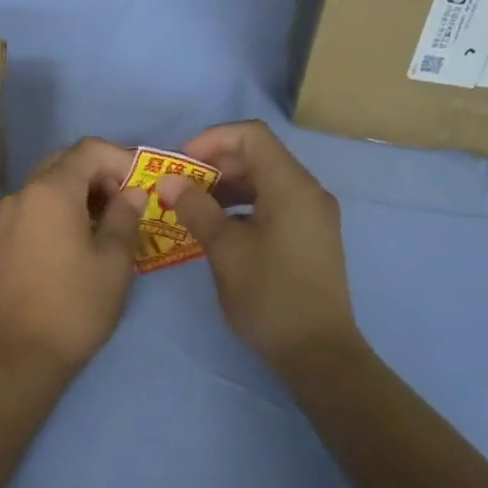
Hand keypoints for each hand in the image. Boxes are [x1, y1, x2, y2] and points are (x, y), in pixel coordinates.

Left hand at [0, 138, 147, 382]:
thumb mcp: (114, 261)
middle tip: (128, 200)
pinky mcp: (5, 237)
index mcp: (51, 190)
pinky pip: (38, 204)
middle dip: (100, 172)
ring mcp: (10, 215)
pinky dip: (63, 206)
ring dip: (82, 189)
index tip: (143, 183)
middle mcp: (24, 193)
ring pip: (50, 182)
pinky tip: (83, 235)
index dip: (121, 158)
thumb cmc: (76, 305)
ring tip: (110, 220)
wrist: (22, 354)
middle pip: (66, 161)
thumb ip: (125, 217)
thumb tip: (132, 193)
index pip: (89, 149)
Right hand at [157, 121, 362, 377]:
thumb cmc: (269, 295)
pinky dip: (245, 205)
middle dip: (216, 164)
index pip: (251, 135)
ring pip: (266, 180)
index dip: (212, 139)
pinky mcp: (311, 236)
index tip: (181, 163)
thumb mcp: (225, 250)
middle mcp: (308, 191)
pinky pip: (275, 203)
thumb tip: (169, 181)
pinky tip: (220, 229)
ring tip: (194, 208)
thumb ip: (196, 208)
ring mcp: (313, 214)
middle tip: (181, 187)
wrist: (318, 353)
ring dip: (228, 186)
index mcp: (291, 186)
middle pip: (259, 155)